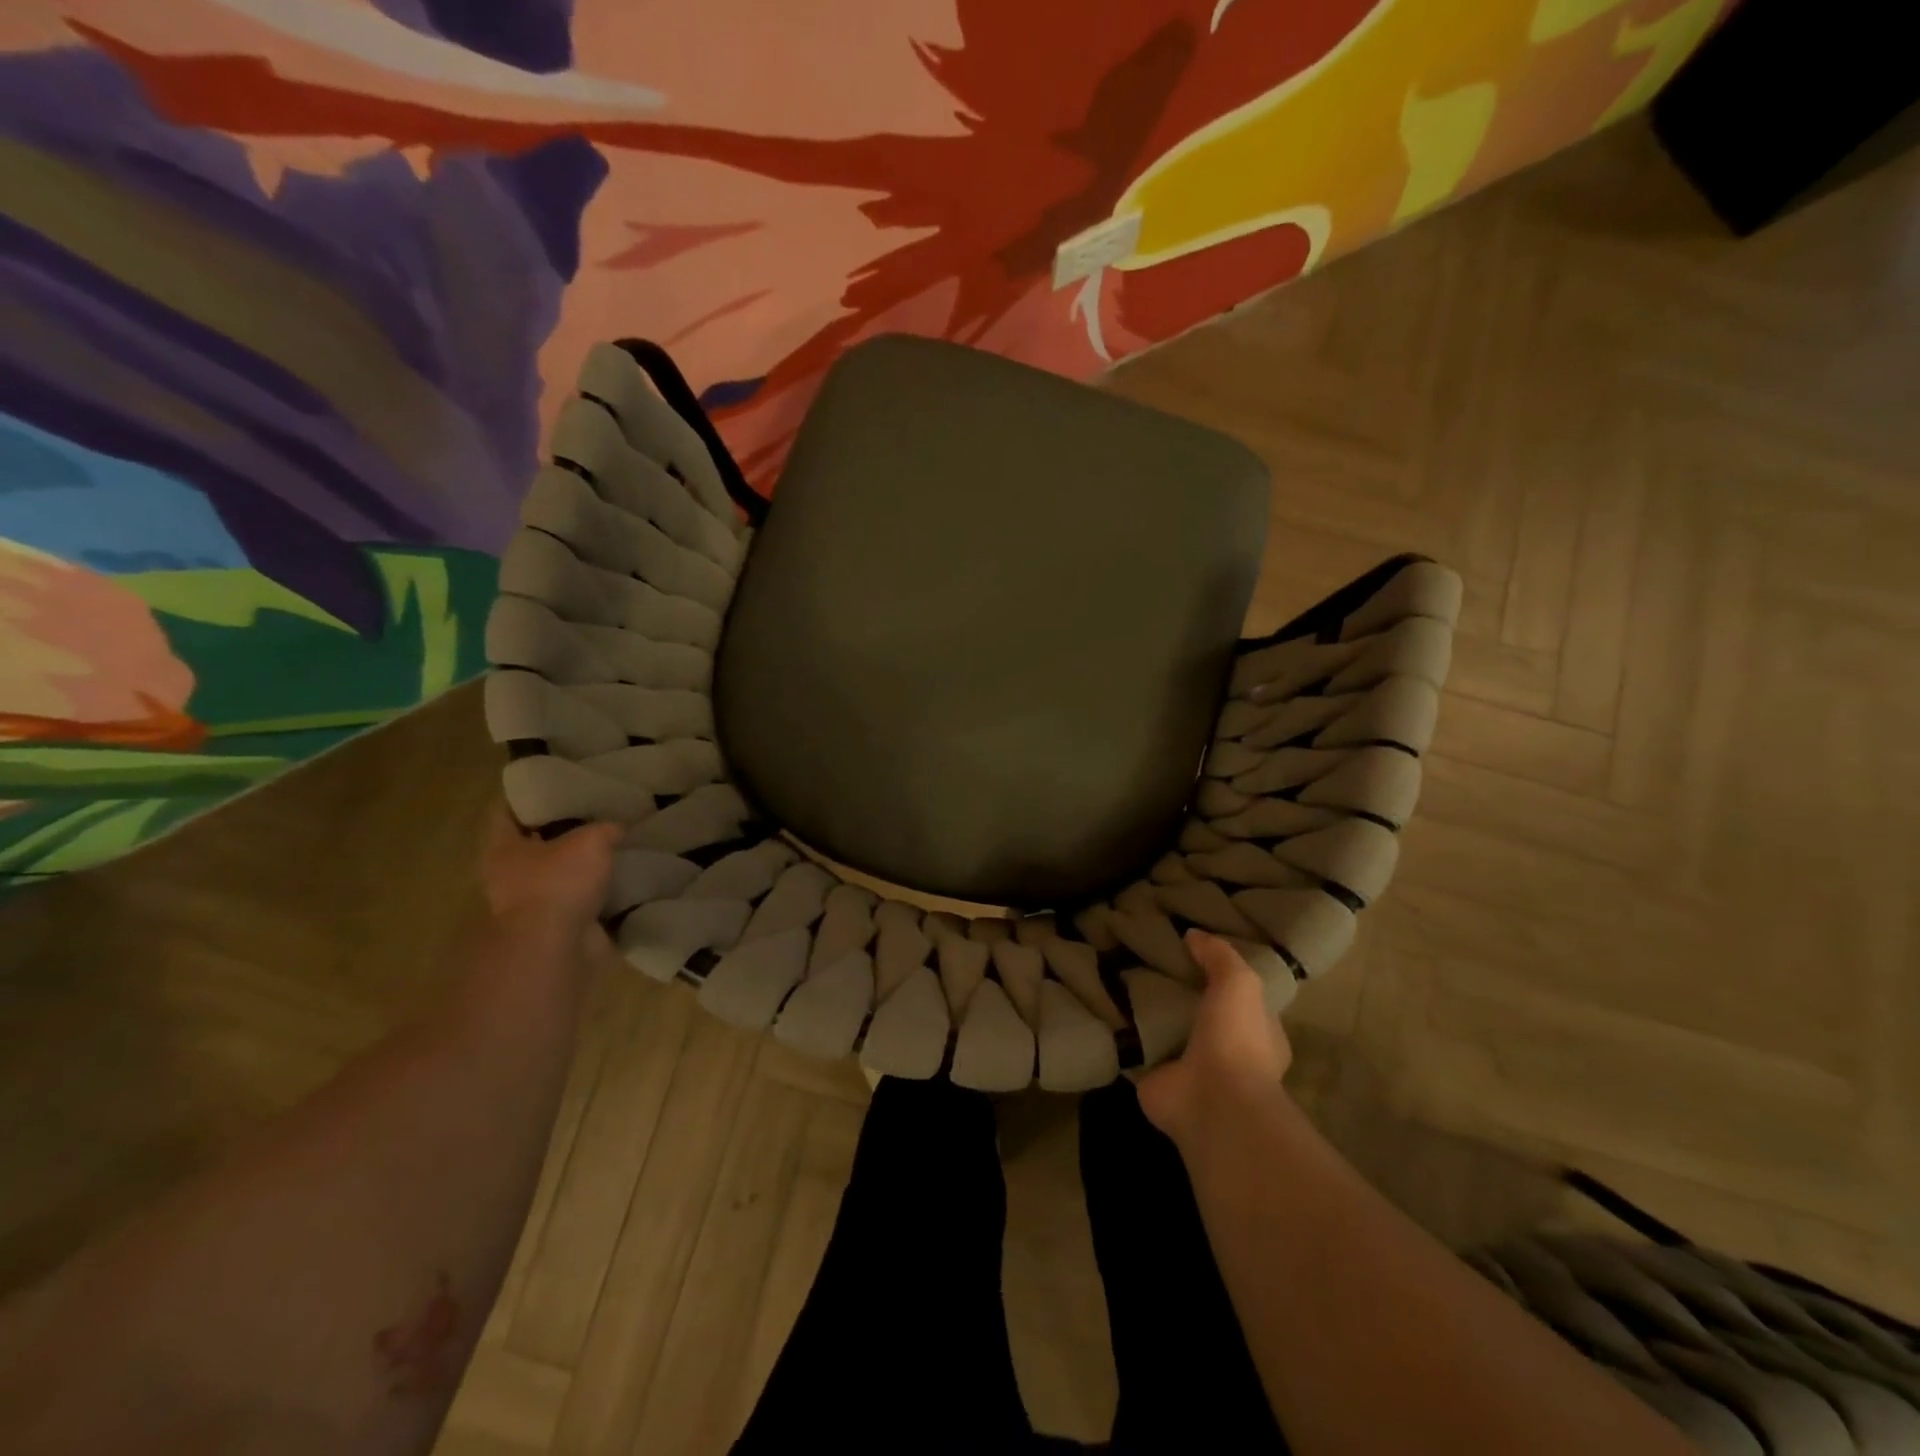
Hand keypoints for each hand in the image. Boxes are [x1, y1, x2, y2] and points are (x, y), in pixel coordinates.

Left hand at [480, 804, 620, 939]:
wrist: (556, 947)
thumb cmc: (558, 883)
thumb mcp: (590, 841)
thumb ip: (604, 829)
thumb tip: (616, 828)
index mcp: (503, 848)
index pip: (505, 812)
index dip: (526, 796)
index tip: (552, 783)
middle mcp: (509, 875)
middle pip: (533, 844)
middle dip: (559, 831)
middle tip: (593, 812)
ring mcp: (532, 904)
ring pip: (557, 873)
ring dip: (579, 864)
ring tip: (613, 844)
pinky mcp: (557, 926)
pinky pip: (579, 900)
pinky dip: (597, 891)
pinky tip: (621, 877)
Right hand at [1137, 930, 1292, 1148]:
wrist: (1212, 1101)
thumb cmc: (1237, 1039)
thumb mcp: (1238, 982)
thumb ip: (1219, 956)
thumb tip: (1192, 934)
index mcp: (1258, 1035)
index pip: (1241, 999)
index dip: (1221, 976)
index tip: (1193, 952)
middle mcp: (1225, 1053)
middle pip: (1199, 1014)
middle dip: (1179, 994)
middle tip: (1148, 960)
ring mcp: (1189, 1070)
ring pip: (1167, 1032)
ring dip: (1148, 1014)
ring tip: (1119, 977)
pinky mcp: (1156, 1080)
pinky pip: (1136, 1050)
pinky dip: (1123, 1035)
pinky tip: (1105, 1009)